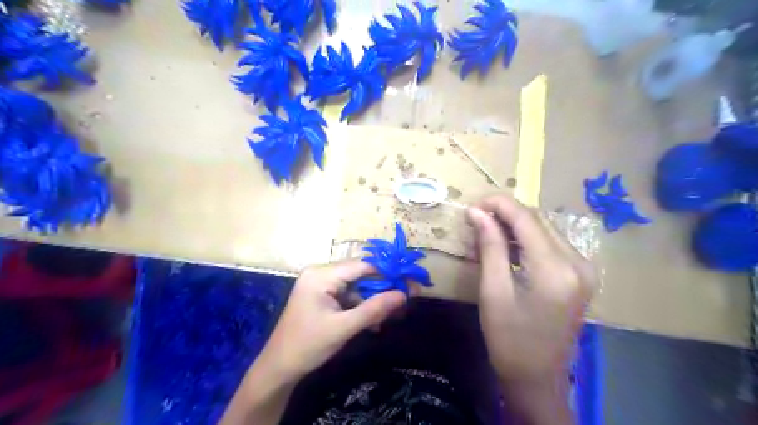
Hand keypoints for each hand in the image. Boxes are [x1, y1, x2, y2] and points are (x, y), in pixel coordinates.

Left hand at [256, 260, 408, 379]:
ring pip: (356, 286)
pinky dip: (361, 307)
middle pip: (360, 274)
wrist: (279, 367)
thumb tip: (403, 294)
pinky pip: (348, 295)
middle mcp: (320, 273)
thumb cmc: (308, 346)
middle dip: (382, 289)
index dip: (387, 272)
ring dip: (372, 301)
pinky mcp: (321, 295)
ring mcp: (320, 283)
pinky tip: (372, 323)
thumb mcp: (344, 328)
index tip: (410, 282)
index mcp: (321, 275)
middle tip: (405, 300)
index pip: (362, 266)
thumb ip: (374, 309)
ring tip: (389, 317)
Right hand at [465, 196, 594, 387]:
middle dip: (504, 214)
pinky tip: (506, 248)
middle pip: (537, 220)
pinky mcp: (580, 274)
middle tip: (475, 220)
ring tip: (486, 235)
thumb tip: (476, 212)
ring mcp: (583, 268)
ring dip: (514, 226)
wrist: (538, 378)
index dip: (498, 204)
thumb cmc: (509, 339)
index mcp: (556, 269)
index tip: (472, 203)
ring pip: (544, 229)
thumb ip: (490, 246)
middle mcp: (578, 262)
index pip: (526, 218)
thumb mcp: (493, 291)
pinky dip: (526, 240)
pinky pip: (550, 244)